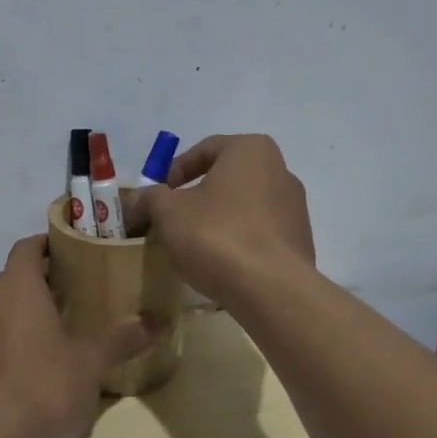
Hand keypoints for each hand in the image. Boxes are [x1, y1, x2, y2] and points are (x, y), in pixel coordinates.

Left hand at [0, 235, 156, 437]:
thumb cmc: (43, 388)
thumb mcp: (90, 364)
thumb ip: (121, 339)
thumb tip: (157, 322)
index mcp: (16, 287)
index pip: (27, 248)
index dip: (48, 246)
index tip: (72, 254)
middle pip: (11, 279)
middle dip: (39, 285)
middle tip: (72, 298)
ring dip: (19, 316)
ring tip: (50, 335)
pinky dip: (2, 344)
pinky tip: (24, 371)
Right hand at [126, 134, 315, 305]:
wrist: (271, 288)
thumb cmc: (216, 235)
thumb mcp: (168, 212)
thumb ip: (150, 198)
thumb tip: (136, 200)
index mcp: (251, 150)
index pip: (206, 148)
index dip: (175, 170)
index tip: (158, 194)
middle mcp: (281, 171)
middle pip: (227, 178)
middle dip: (197, 197)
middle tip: (172, 220)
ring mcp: (295, 209)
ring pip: (244, 207)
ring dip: (217, 221)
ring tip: (194, 246)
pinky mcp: (300, 242)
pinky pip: (259, 235)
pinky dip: (238, 242)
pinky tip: (220, 265)